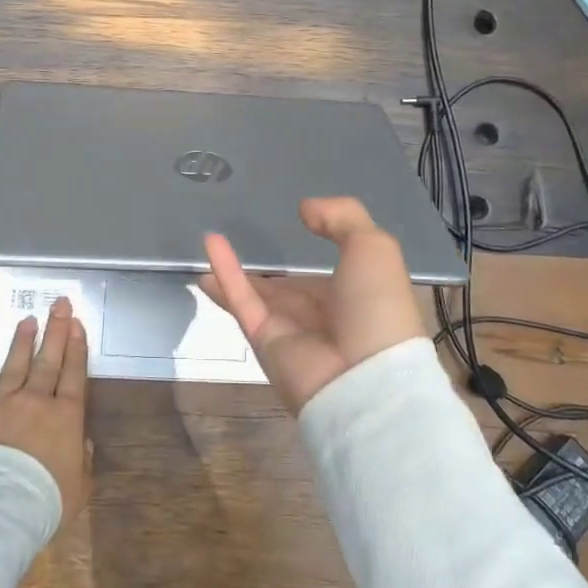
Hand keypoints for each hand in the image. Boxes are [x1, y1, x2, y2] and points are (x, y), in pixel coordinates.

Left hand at [0, 297, 92, 518]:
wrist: (0, 508)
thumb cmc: (47, 499)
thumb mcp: (80, 486)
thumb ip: (82, 460)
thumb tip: (82, 443)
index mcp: (65, 416)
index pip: (74, 374)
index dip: (77, 347)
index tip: (77, 323)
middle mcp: (35, 402)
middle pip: (47, 361)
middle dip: (55, 330)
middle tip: (59, 304)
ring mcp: (1, 406)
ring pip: (13, 367)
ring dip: (20, 342)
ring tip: (27, 320)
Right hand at [202, 196, 425, 414]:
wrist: (364, 378)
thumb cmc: (377, 307)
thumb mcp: (373, 247)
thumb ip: (342, 218)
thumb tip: (304, 209)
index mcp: (358, 296)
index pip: (333, 273)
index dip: (319, 252)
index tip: (301, 222)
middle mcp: (324, 314)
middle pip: (290, 287)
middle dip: (272, 271)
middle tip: (246, 241)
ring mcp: (291, 328)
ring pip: (258, 292)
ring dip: (235, 269)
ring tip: (210, 240)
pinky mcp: (263, 338)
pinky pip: (241, 298)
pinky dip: (225, 270)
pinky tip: (209, 241)